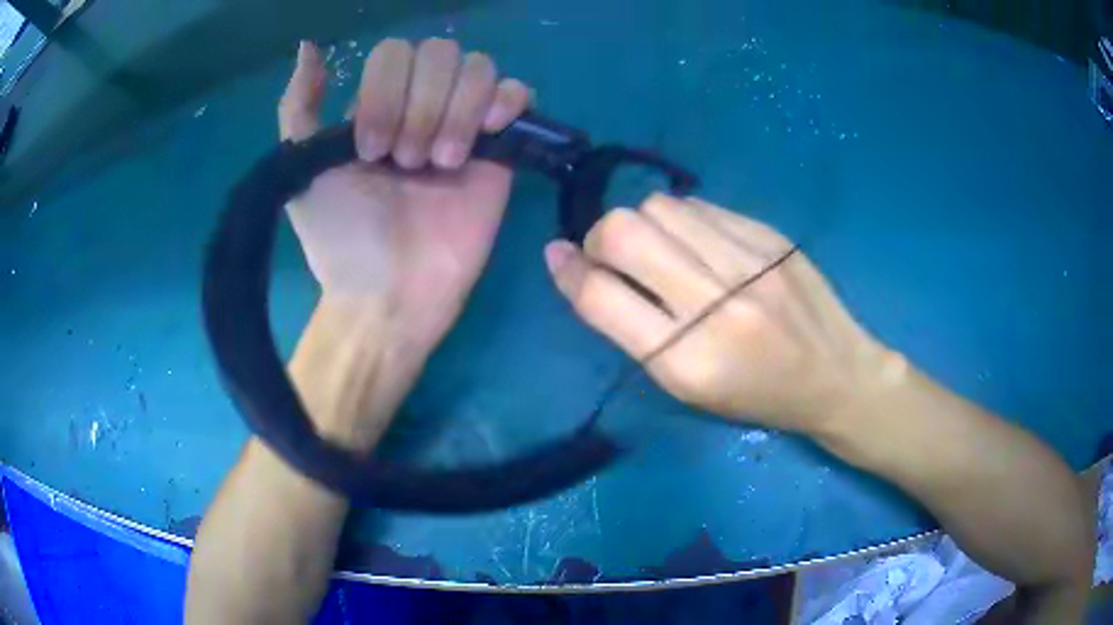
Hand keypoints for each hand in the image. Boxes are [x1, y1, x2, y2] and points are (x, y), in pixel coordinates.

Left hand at [278, 38, 531, 357]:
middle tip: (406, 162)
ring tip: (442, 165)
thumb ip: (298, 106)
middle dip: (421, 104)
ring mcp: (464, 124)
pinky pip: (518, 93)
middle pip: (440, 52)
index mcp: (378, 105)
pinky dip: (506, 102)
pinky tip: (486, 136)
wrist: (390, 293)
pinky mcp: (500, 150)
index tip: (369, 150)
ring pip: (479, 68)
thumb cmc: (340, 236)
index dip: (385, 91)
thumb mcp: (300, 168)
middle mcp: (421, 105)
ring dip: (457, 111)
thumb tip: (309, 46)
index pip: (395, 52)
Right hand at [544, 194, 896, 433]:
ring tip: (662, 250)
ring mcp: (750, 263)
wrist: (836, 375)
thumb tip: (580, 270)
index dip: (569, 272)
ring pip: (660, 207)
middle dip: (601, 238)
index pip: (603, 298)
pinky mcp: (771, 236)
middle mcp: (717, 306)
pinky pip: (701, 206)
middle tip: (613, 256)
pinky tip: (699, 244)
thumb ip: (634, 329)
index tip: (558, 257)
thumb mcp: (687, 387)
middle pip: (625, 232)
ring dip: (644, 225)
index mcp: (688, 362)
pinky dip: (683, 221)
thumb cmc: (757, 395)